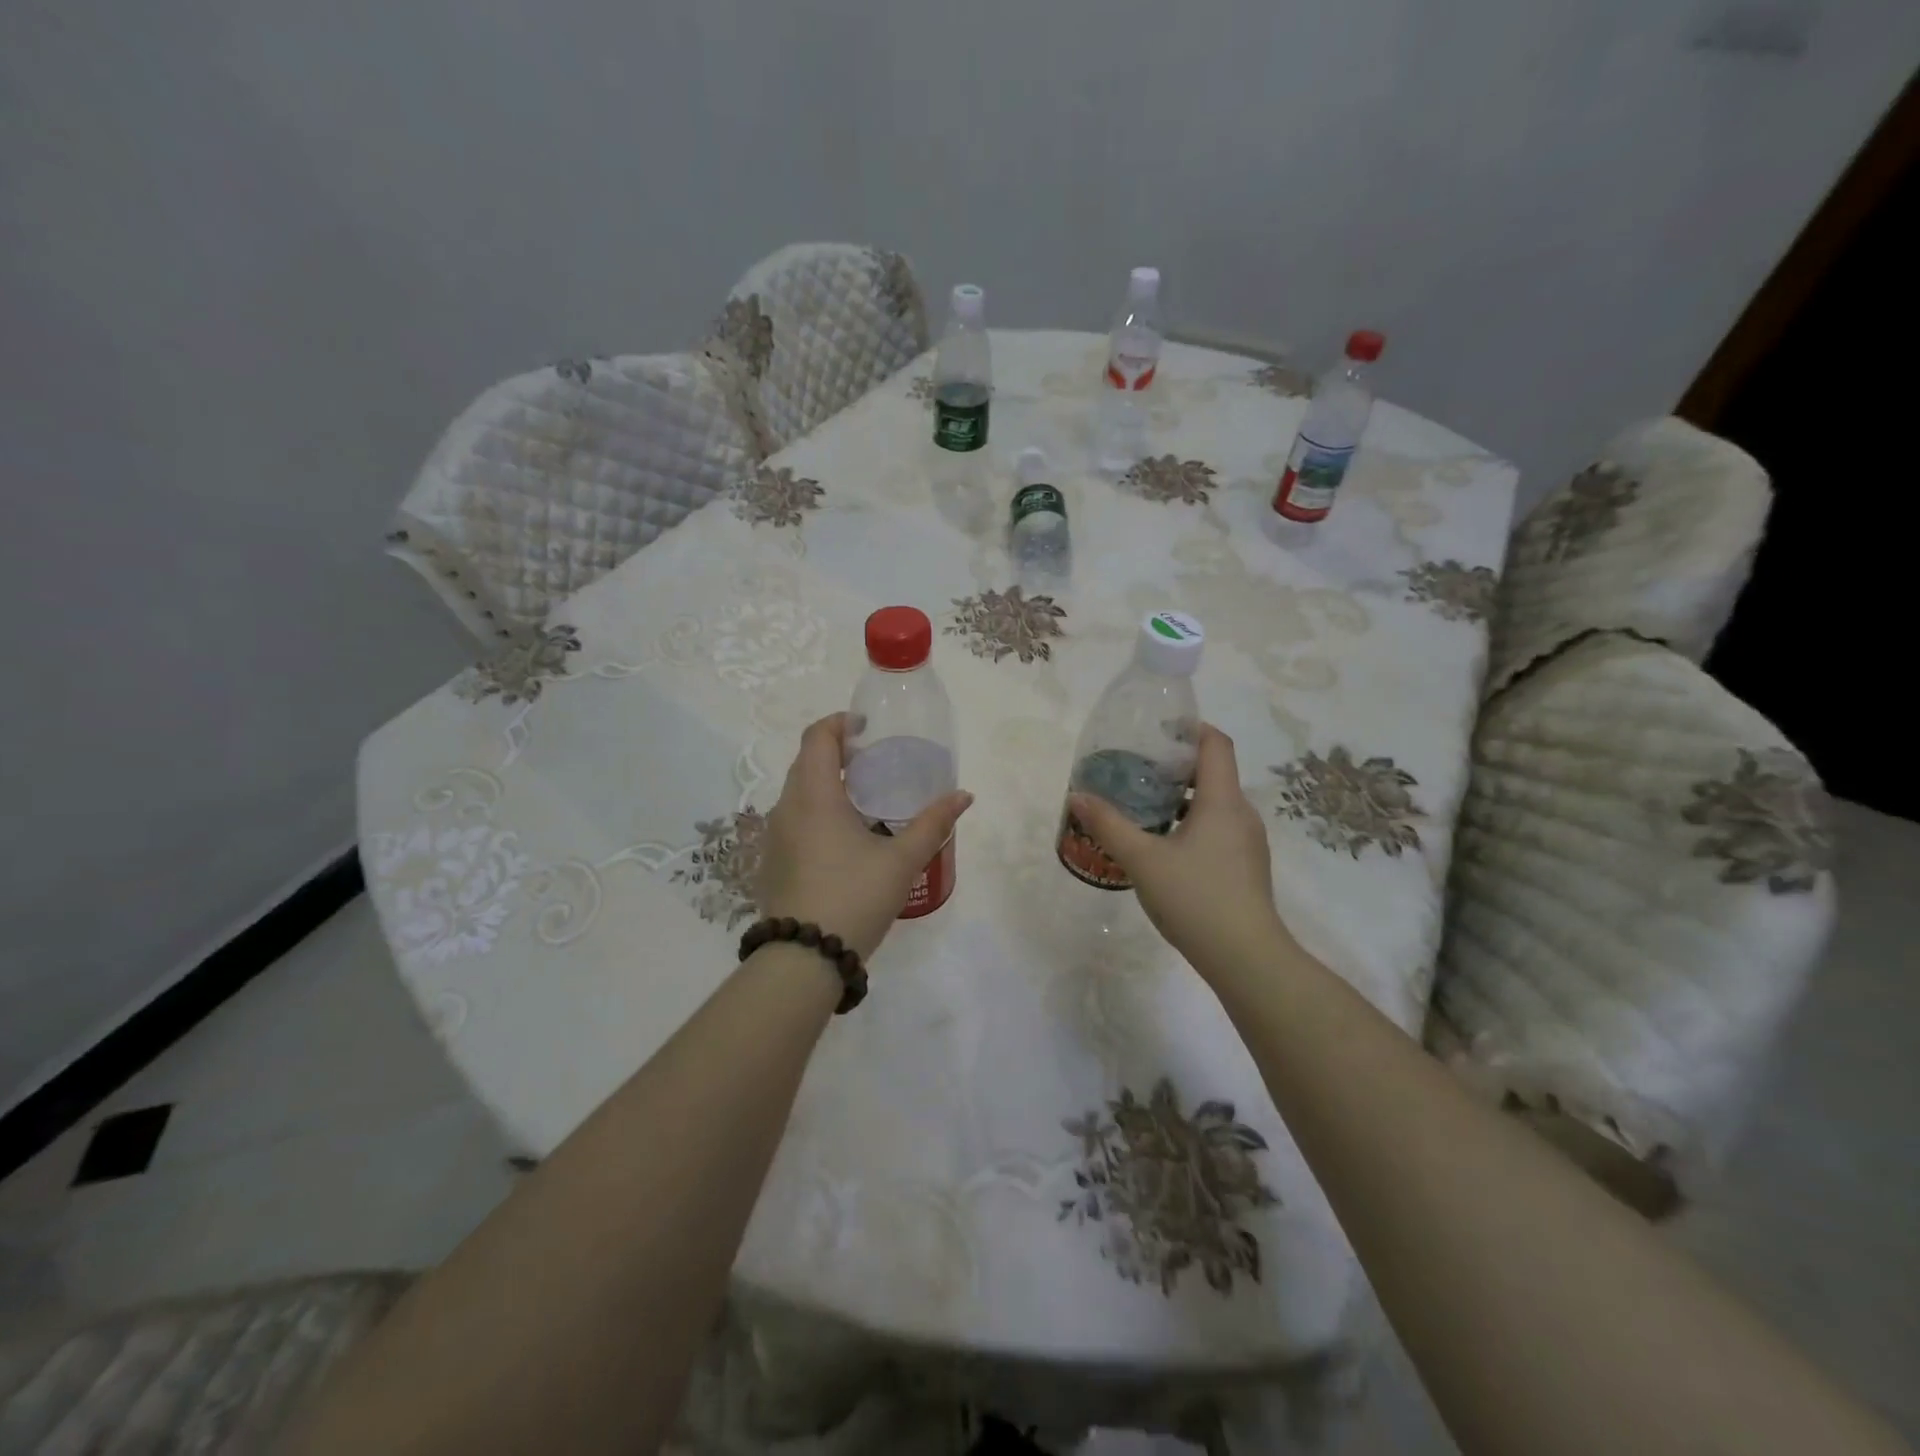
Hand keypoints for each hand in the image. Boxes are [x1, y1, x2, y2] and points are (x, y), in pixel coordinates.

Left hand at [756, 714, 972, 961]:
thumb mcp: (901, 860)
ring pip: (799, 792)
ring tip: (866, 797)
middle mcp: (786, 807)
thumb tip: (964, 796)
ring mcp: (776, 836)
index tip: (868, 728)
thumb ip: (933, 823)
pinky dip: (818, 810)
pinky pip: (795, 818)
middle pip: (806, 761)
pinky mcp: (774, 860)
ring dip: (827, 783)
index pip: (816, 736)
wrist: (804, 959)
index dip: (840, 723)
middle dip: (838, 752)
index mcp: (813, 795)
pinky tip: (847, 836)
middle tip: (875, 761)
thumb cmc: (854, 897)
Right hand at [1067, 725, 1291, 975]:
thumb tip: (1077, 796)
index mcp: (1222, 800)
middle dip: (1175, 765)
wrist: (1246, 957)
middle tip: (1135, 769)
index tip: (1157, 729)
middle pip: (1213, 772)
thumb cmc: (1195, 898)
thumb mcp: (1142, 859)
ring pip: (1214, 803)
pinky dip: (1191, 823)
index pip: (1216, 743)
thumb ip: (1108, 825)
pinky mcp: (1245, 866)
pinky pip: (1217, 828)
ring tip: (1142, 806)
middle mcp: (1241, 813)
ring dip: (1181, 797)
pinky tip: (1163, 845)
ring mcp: (1247, 842)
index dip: (1191, 728)